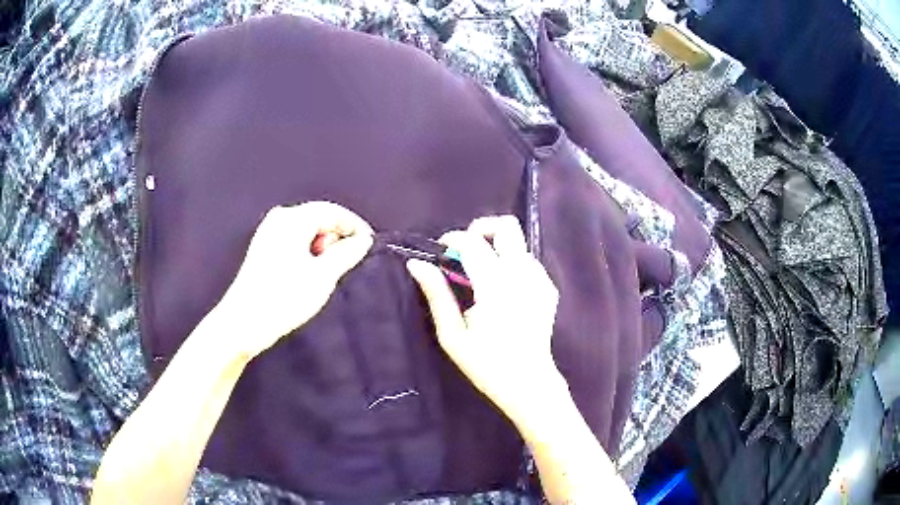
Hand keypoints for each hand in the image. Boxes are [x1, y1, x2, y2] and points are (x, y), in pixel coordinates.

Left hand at [215, 201, 373, 360]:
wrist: (244, 322)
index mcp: (292, 219)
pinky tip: (312, 272)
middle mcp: (279, 218)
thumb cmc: (284, 297)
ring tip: (329, 271)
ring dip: (323, 246)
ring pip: (307, 230)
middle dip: (337, 237)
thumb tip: (363, 240)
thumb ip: (346, 254)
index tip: (370, 245)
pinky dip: (309, 251)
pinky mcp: (264, 247)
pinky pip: (295, 240)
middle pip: (319, 218)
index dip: (354, 226)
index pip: (332, 211)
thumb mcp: (323, 276)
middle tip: (349, 262)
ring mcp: (269, 232)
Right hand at [406, 215, 563, 424]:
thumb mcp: (452, 334)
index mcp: (495, 286)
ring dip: (496, 248)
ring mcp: (540, 280)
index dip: (452, 239)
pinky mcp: (549, 289)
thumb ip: (436, 294)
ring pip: (518, 243)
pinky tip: (503, 291)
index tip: (441, 253)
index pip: (472, 242)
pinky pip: (528, 261)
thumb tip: (416, 264)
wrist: (528, 383)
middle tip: (465, 252)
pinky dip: (511, 264)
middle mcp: (522, 275)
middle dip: (481, 229)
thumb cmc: (486, 364)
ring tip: (482, 276)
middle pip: (506, 226)